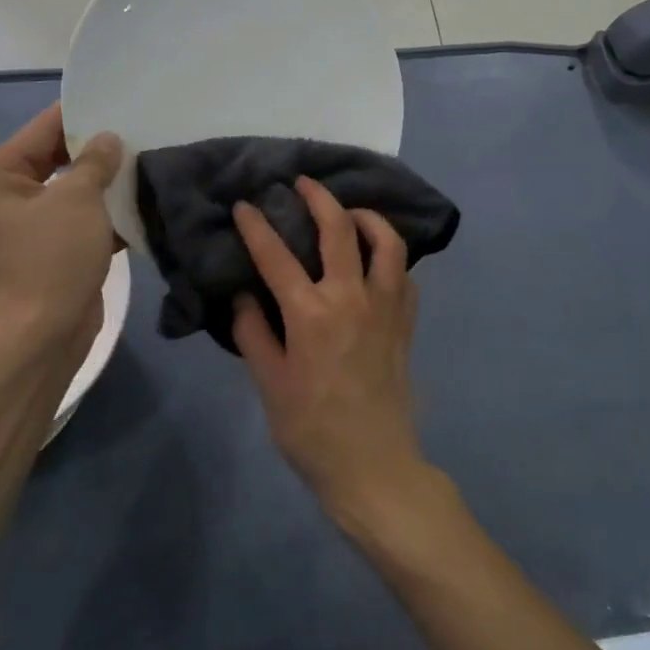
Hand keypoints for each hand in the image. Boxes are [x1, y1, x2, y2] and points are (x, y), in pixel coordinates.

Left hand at [0, 104, 120, 372]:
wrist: (47, 333)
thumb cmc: (54, 258)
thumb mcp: (78, 199)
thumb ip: (95, 161)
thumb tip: (109, 139)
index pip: (42, 129)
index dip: (80, 115)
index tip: (118, 100)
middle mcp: (4, 197)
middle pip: (55, 157)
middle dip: (96, 149)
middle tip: (137, 129)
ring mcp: (27, 225)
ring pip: (71, 188)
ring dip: (103, 180)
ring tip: (144, 159)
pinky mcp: (50, 248)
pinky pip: (78, 216)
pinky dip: (103, 210)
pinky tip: (138, 199)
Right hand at [232, 178, 433, 529]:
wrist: (373, 466)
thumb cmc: (311, 429)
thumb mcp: (269, 383)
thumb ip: (252, 332)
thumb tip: (244, 295)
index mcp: (311, 314)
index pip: (276, 255)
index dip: (256, 226)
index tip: (243, 206)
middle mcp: (352, 298)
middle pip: (338, 229)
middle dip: (318, 197)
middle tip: (302, 183)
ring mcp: (386, 307)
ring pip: (386, 242)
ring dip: (368, 217)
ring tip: (350, 213)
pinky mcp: (406, 322)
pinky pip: (404, 275)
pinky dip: (390, 258)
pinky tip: (376, 261)